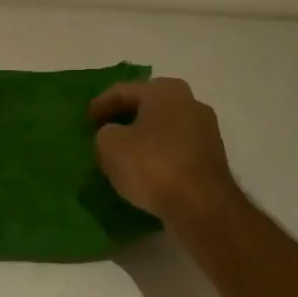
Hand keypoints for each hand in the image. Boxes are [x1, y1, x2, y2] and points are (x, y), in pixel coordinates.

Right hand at [90, 76, 236, 224]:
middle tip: (102, 133)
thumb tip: (114, 135)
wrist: (201, 206)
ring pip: (163, 129)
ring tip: (121, 154)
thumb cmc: (152, 165)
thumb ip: (105, 134)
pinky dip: (158, 155)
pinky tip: (144, 170)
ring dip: (142, 138)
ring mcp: (205, 130)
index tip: (85, 120)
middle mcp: (190, 102)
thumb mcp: (110, 146)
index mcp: (165, 90)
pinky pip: (175, 149)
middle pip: (147, 107)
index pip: (123, 91)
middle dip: (123, 119)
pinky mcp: (211, 158)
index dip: (100, 104)